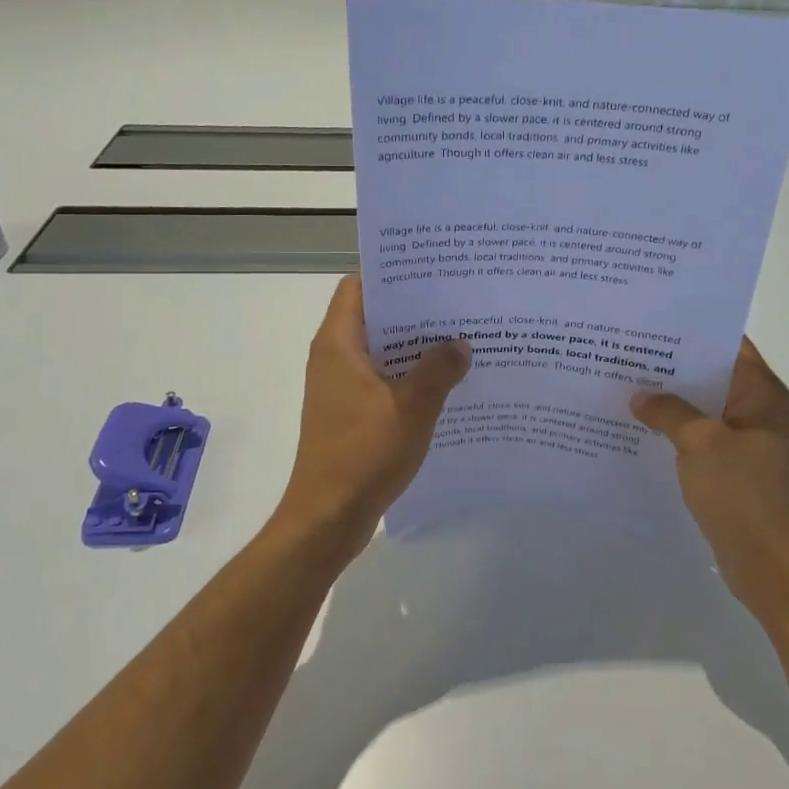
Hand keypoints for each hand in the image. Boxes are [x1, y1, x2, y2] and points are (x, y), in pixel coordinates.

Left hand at [275, 275, 470, 556]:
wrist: (328, 517)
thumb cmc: (364, 454)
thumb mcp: (412, 407)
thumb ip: (439, 369)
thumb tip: (460, 343)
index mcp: (338, 344)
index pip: (358, 287)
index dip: (391, 275)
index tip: (431, 271)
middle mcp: (334, 358)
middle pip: (373, 318)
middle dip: (413, 311)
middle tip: (457, 304)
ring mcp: (341, 388)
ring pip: (380, 352)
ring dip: (414, 347)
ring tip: (460, 338)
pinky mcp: (350, 413)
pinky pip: (382, 381)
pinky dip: (409, 376)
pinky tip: (445, 383)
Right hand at [631, 339, 788, 620]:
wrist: (768, 565)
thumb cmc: (743, 494)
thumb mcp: (701, 443)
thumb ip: (668, 411)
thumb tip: (640, 395)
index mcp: (759, 392)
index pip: (727, 342)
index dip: (692, 329)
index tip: (651, 319)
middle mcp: (754, 408)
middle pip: (709, 372)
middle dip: (670, 363)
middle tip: (625, 348)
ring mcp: (742, 440)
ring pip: (700, 406)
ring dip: (668, 398)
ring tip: (622, 381)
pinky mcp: (728, 467)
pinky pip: (696, 436)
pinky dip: (671, 428)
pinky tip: (635, 425)